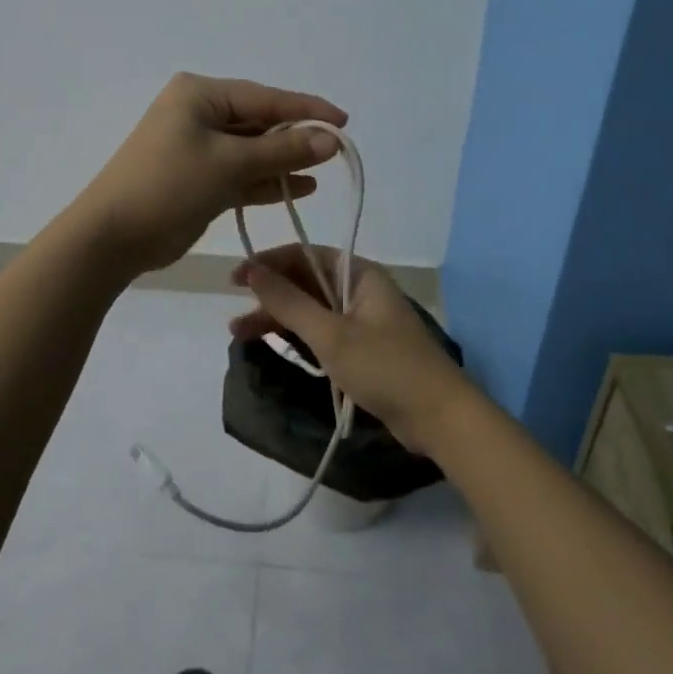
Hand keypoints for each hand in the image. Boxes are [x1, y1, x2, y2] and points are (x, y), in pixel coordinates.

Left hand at [70, 73, 348, 276]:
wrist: (112, 237)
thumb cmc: (169, 186)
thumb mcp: (230, 164)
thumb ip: (282, 151)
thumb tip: (331, 140)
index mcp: (200, 95)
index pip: (265, 97)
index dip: (307, 110)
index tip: (344, 122)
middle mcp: (198, 114)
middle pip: (259, 122)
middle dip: (295, 138)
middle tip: (336, 153)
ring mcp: (196, 147)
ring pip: (251, 150)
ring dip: (283, 161)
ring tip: (321, 172)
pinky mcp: (197, 178)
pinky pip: (240, 173)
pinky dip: (265, 180)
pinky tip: (299, 188)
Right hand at [229, 245, 481, 455]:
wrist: (439, 418)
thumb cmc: (386, 367)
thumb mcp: (331, 334)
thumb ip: (289, 302)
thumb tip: (253, 270)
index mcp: (360, 274)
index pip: (305, 255)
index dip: (268, 262)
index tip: (236, 278)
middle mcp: (360, 291)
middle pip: (305, 282)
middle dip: (269, 295)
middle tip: (233, 311)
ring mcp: (361, 321)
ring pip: (309, 310)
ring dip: (277, 318)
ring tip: (239, 334)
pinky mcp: (360, 349)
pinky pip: (319, 332)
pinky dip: (295, 336)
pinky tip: (270, 344)